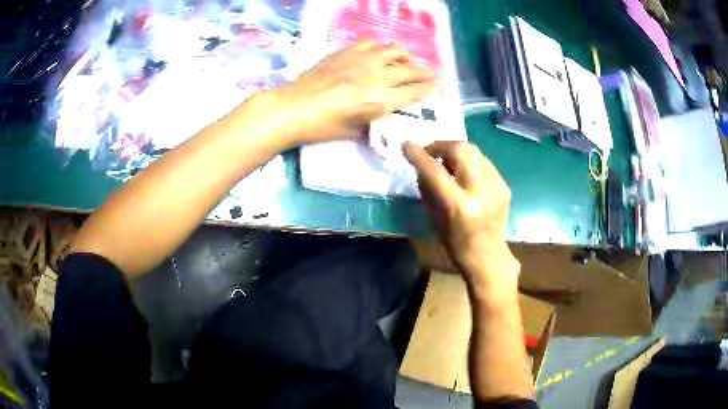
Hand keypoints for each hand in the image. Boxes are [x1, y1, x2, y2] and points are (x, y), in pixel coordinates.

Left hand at [261, 41, 435, 146]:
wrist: (293, 108)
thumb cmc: (322, 127)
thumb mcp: (354, 131)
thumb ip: (373, 119)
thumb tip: (381, 111)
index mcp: (381, 100)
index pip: (415, 91)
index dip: (429, 88)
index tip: (437, 86)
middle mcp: (378, 76)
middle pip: (411, 70)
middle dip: (426, 72)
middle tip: (432, 73)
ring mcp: (362, 60)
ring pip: (394, 50)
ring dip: (405, 56)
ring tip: (405, 60)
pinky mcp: (346, 52)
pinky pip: (370, 43)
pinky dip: (380, 48)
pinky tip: (377, 53)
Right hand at [404, 141, 518, 292]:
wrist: (488, 256)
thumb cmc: (455, 243)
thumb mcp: (434, 218)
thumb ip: (427, 188)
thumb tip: (422, 164)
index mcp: (459, 206)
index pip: (436, 171)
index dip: (419, 155)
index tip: (407, 145)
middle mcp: (481, 192)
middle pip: (460, 151)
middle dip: (441, 146)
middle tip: (430, 153)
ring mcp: (496, 186)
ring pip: (473, 151)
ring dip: (455, 152)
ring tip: (446, 162)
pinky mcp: (504, 185)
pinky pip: (482, 162)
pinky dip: (469, 162)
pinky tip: (463, 173)